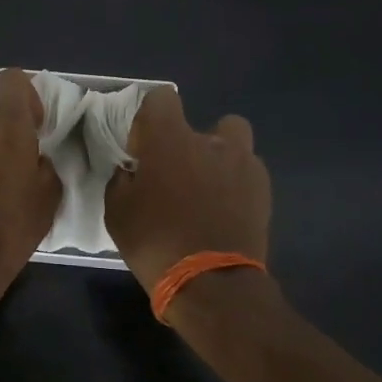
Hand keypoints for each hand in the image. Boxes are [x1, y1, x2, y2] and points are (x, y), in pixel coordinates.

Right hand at [104, 87, 271, 294]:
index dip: (150, 119)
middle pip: (207, 121)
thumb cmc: (155, 241)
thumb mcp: (117, 211)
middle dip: (193, 142)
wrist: (211, 283)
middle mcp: (210, 142)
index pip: (161, 98)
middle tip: (179, 174)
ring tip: (208, 190)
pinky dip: (237, 184)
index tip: (143, 150)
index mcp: (170, 140)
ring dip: (221, 158)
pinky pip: (248, 172)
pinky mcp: (264, 190)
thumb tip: (132, 171)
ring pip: (236, 143)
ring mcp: (243, 164)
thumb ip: (122, 180)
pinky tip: (225, 211)